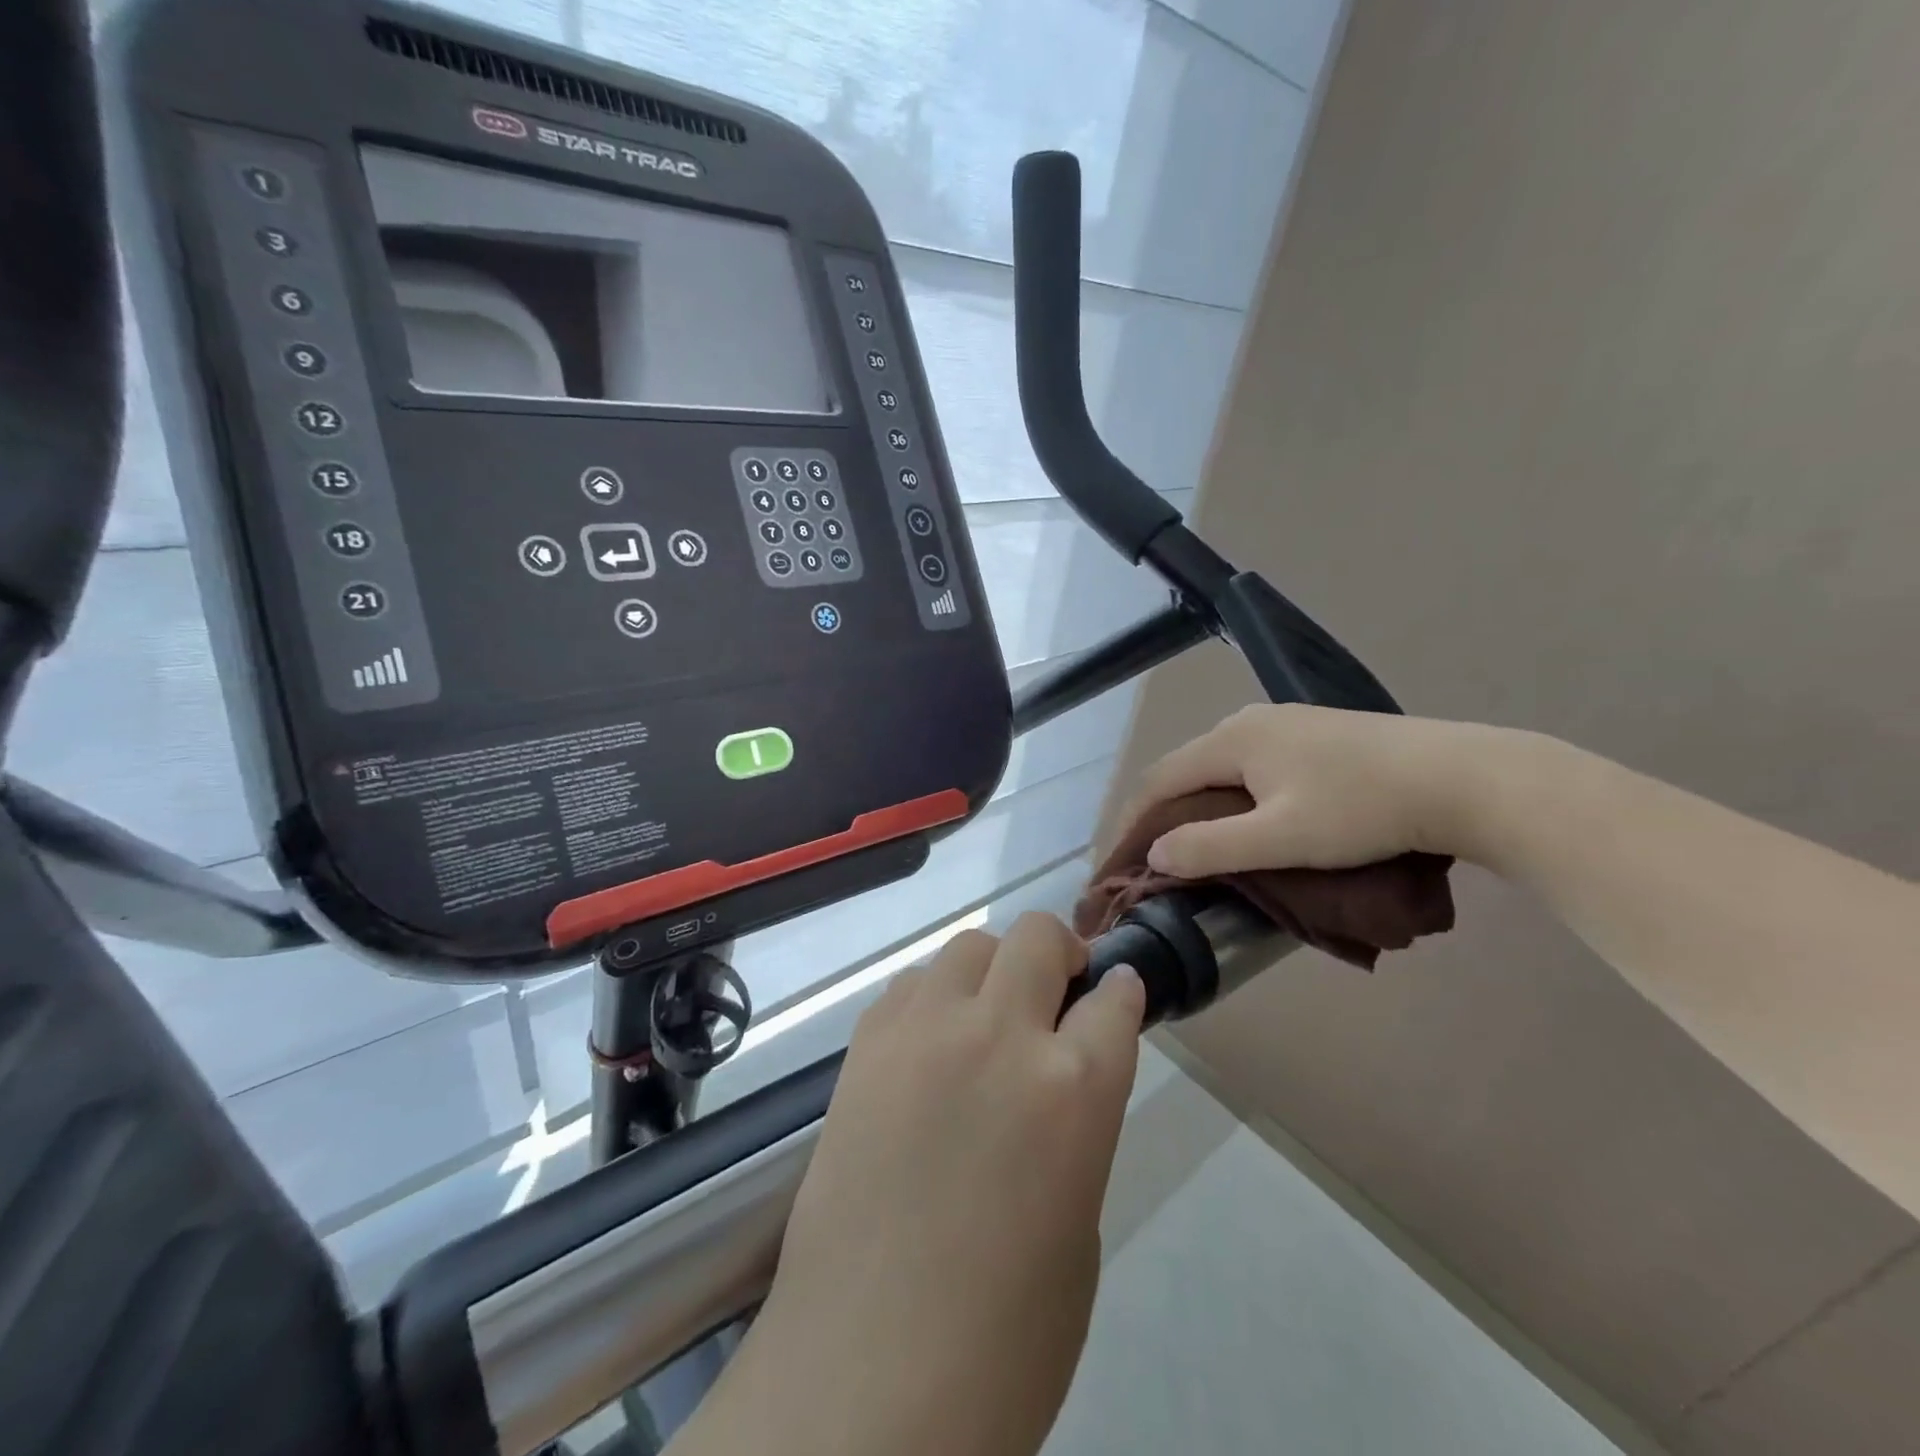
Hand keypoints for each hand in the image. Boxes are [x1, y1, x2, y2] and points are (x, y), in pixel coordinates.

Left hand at [678, 914, 1146, 1455]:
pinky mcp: (866, 1044)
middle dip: (1059, 955)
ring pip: (970, 946)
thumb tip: (1065, 1071)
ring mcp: (925, 1031)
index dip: (1121, 992)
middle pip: (1039, 937)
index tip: (1116, 995)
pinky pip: (911, 984)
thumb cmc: (1004, 1333)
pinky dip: (934, 997)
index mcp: (1075, 1088)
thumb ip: (1077, 1123)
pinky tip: (931, 1045)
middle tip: (1055, 995)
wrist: (865, 1378)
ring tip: (987, 1019)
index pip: (1115, 998)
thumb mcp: (1080, 1222)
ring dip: (993, 971)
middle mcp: (1000, 1035)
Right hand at [1134, 703, 1510, 878]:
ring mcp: (1286, 722)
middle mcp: (1249, 720)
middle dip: (1162, 811)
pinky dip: (1231, 793)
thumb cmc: (1363, 809)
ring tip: (1195, 841)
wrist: (1462, 778)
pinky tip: (1247, 815)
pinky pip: (1251, 763)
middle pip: (1187, 768)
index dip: (1133, 820)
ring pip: (1220, 765)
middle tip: (1153, 856)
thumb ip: (1211, 847)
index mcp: (1232, 739)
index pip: (1160, 778)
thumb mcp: (1281, 838)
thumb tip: (1155, 856)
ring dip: (1198, 803)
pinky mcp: (1316, 733)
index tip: (1119, 860)